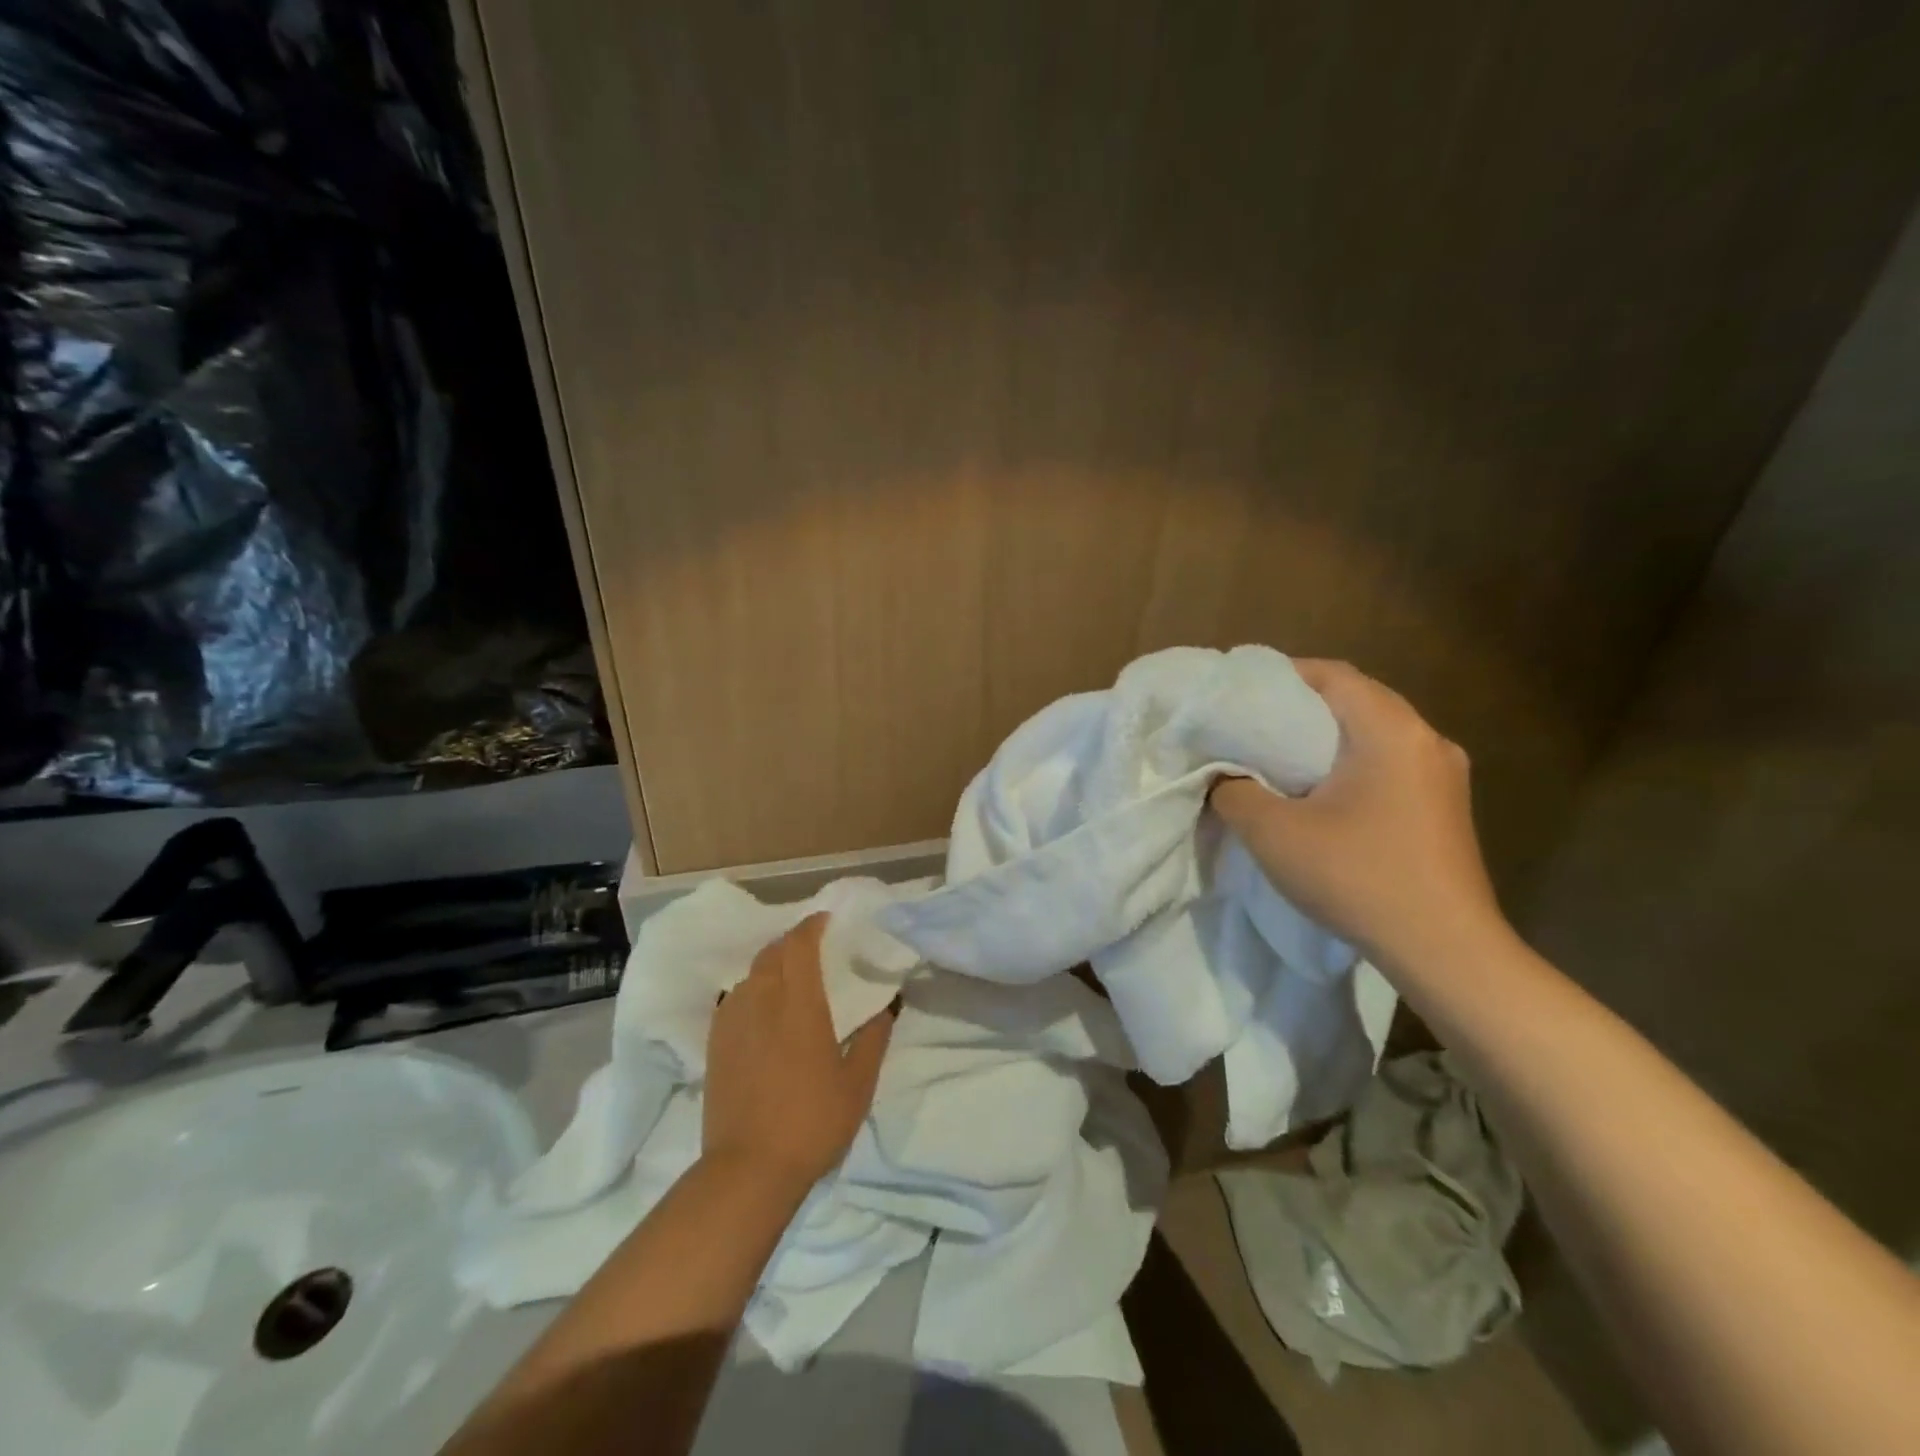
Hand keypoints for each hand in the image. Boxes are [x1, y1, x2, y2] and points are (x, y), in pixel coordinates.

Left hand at [701, 913, 895, 1194]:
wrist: (748, 1170)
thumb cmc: (812, 1122)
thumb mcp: (858, 1084)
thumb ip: (874, 1038)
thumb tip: (887, 1006)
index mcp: (799, 1004)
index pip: (800, 945)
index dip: (812, 925)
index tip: (827, 920)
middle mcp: (762, 1001)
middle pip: (771, 952)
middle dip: (792, 941)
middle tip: (813, 948)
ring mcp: (733, 1021)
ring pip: (751, 974)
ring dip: (771, 964)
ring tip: (790, 977)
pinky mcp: (715, 1044)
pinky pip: (734, 998)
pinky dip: (752, 989)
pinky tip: (763, 1008)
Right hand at [1210, 659, 1508, 977]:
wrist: (1445, 951)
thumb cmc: (1357, 877)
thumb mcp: (1273, 833)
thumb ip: (1235, 792)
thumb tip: (1225, 778)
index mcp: (1391, 731)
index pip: (1333, 675)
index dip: (1283, 675)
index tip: (1241, 693)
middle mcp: (1427, 739)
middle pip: (1357, 700)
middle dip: (1303, 707)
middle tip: (1254, 724)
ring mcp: (1444, 775)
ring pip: (1375, 733)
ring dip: (1329, 737)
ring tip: (1282, 757)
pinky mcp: (1446, 807)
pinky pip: (1391, 763)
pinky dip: (1353, 763)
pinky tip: (1324, 793)